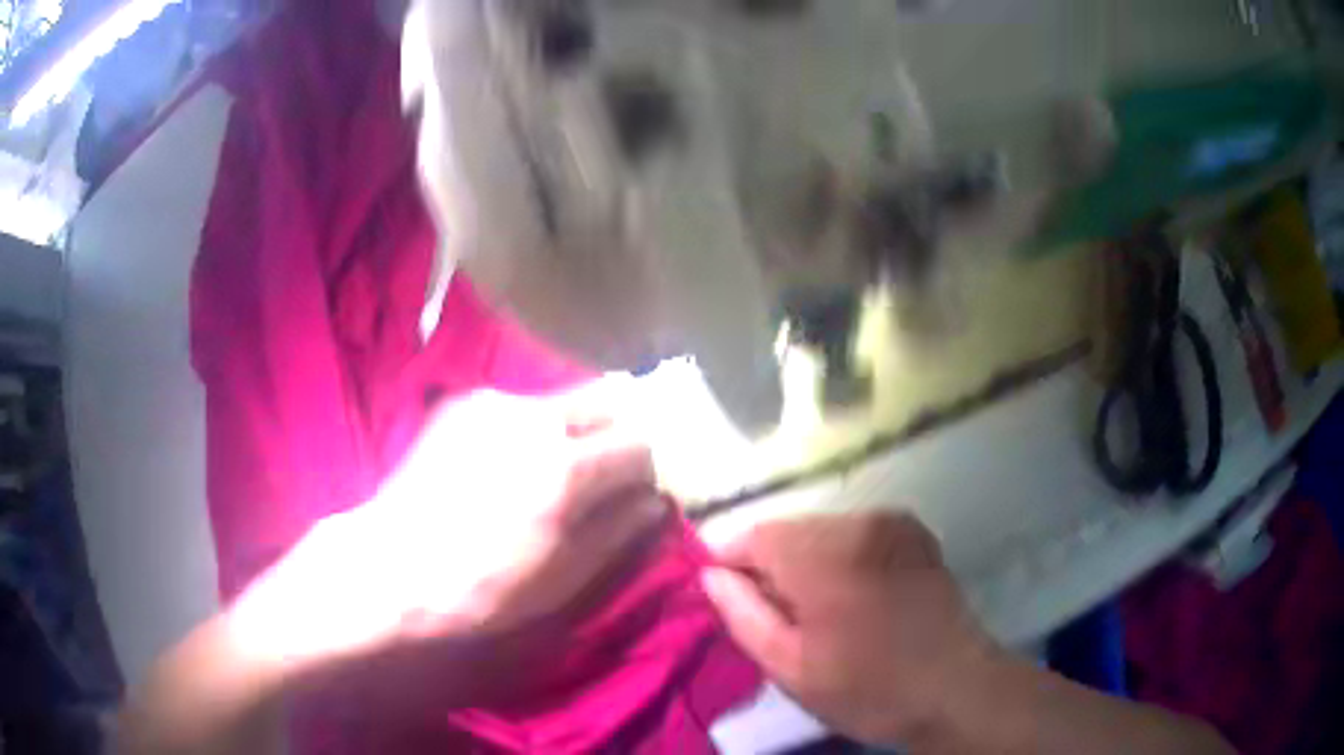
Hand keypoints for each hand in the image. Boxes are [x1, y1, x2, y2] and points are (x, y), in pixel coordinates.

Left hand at [230, 391, 665, 672]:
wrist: (389, 565)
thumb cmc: (478, 588)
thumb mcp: (561, 579)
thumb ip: (618, 533)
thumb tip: (656, 502)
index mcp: (564, 469)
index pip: (640, 444)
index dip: (646, 471)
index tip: (635, 495)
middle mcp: (534, 417)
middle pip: (609, 399)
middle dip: (620, 432)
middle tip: (607, 474)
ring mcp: (494, 402)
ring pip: (565, 398)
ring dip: (577, 429)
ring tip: (553, 472)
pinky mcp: (464, 402)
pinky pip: (522, 404)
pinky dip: (536, 427)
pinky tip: (510, 464)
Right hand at [702, 512, 998, 747]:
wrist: (955, 688)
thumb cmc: (869, 689)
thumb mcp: (791, 668)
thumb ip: (743, 615)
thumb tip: (709, 575)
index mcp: (827, 557)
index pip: (753, 536)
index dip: (731, 564)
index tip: (729, 599)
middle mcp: (860, 522)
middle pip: (788, 530)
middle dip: (771, 566)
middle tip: (778, 617)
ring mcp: (893, 521)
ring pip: (820, 530)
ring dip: (806, 562)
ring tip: (819, 611)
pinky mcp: (914, 530)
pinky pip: (855, 534)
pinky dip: (840, 557)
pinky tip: (853, 597)